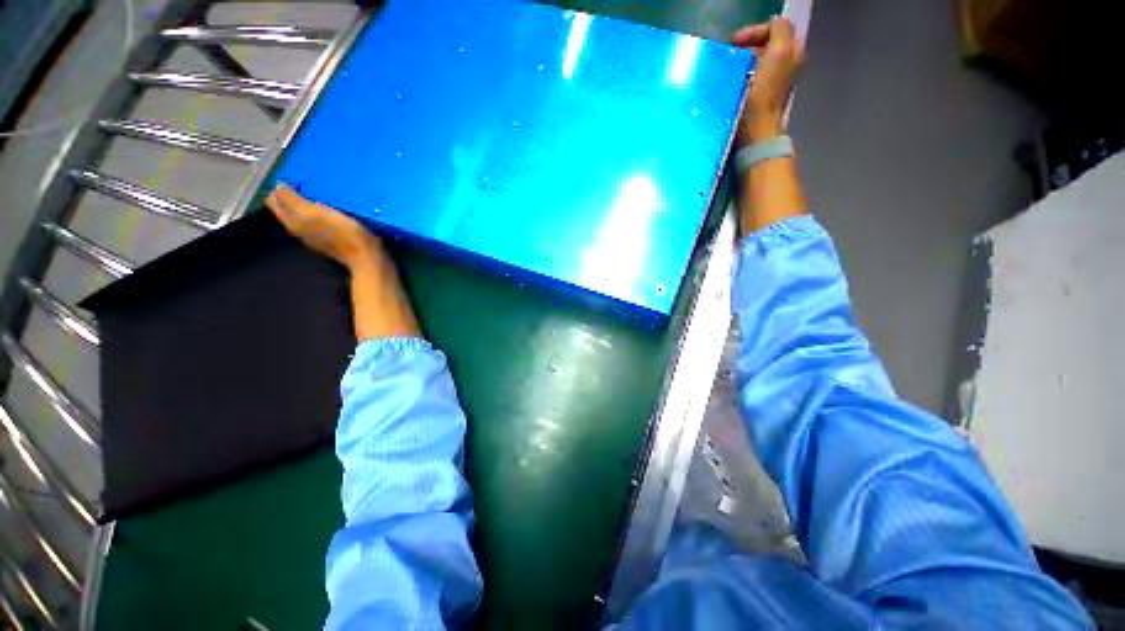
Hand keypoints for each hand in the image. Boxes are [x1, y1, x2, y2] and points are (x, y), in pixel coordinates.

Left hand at [266, 183, 380, 268]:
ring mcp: (316, 236)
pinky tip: (331, 209)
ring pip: (303, 215)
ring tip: (318, 194)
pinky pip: (320, 221)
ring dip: (307, 204)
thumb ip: (291, 199)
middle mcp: (299, 230)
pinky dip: (320, 213)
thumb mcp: (311, 212)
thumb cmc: (340, 232)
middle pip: (288, 208)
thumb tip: (278, 186)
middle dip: (292, 195)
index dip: (280, 188)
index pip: (274, 201)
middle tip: (305, 184)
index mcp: (291, 222)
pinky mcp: (333, 239)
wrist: (365, 255)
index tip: (293, 178)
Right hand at [731, 18, 804, 144]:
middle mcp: (786, 65)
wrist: (756, 130)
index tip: (733, 42)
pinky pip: (748, 77)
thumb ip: (779, 29)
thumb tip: (772, 25)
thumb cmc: (765, 92)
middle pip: (764, 45)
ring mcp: (772, 83)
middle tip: (731, 54)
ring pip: (755, 61)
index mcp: (792, 52)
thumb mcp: (779, 51)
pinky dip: (739, 76)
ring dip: (740, 62)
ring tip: (729, 68)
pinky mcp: (758, 98)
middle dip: (746, 46)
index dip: (753, 31)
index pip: (773, 28)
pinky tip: (732, 83)